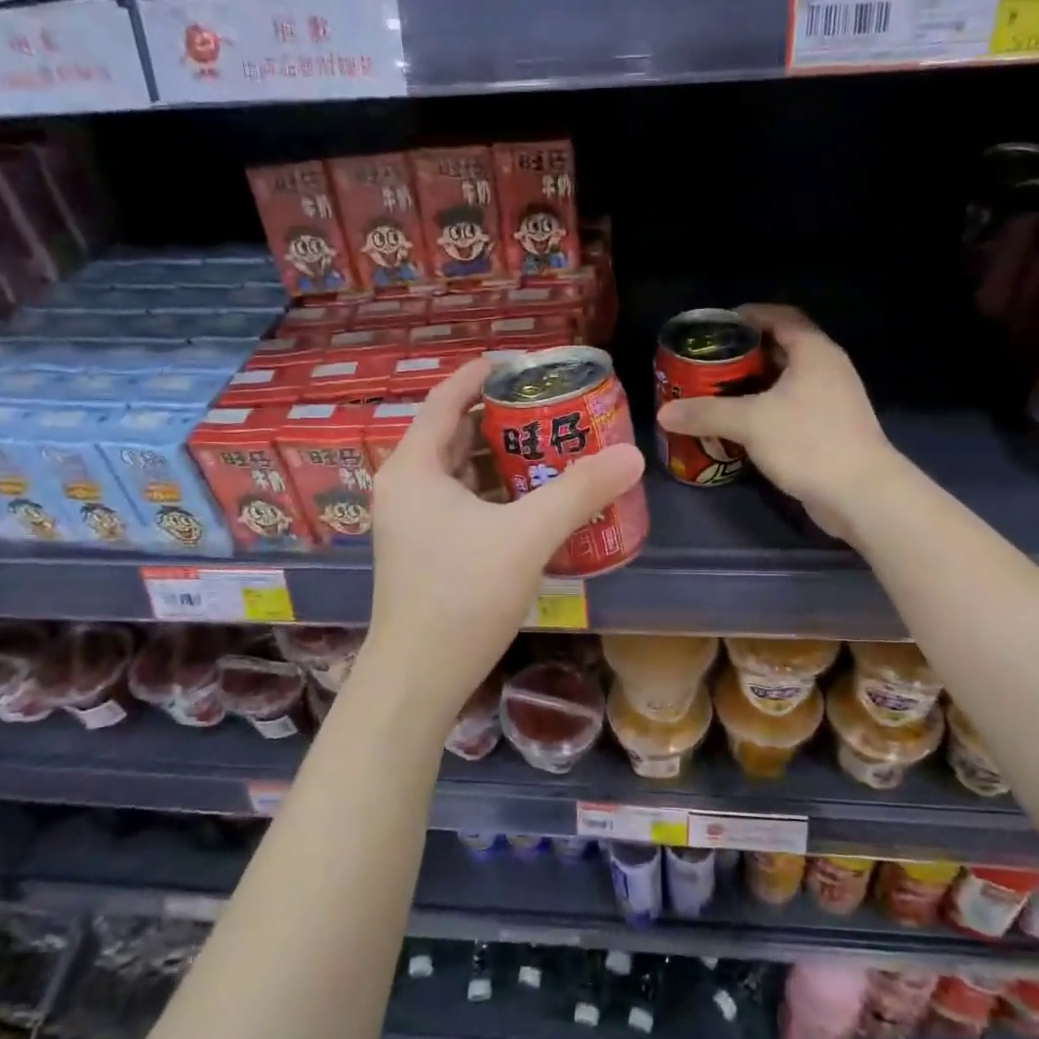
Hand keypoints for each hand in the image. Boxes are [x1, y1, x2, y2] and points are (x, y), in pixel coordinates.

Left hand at [363, 358, 645, 725]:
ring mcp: (412, 520)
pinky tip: (533, 498)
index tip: (522, 362)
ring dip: (500, 456)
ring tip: (550, 445)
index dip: (481, 375)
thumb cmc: (462, 596)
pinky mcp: (424, 548)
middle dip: (500, 417)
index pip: (446, 399)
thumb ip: (579, 492)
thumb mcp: (526, 537)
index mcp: (414, 467)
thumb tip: (632, 456)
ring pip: (459, 471)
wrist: (419, 676)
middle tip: (550, 406)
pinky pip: (462, 502)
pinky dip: (495, 491)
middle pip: (454, 433)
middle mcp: (405, 486)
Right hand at [657, 304, 893, 539]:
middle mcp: (827, 368)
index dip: (748, 315)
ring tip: (717, 392)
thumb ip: (706, 413)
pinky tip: (742, 424)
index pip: (780, 316)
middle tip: (708, 363)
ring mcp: (832, 400)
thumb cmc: (808, 442)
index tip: (716, 326)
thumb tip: (664, 413)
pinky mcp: (830, 429)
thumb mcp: (750, 423)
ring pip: (786, 380)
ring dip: (754, 384)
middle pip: (782, 348)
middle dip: (744, 353)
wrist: (860, 494)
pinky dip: (766, 408)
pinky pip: (792, 407)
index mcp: (814, 352)